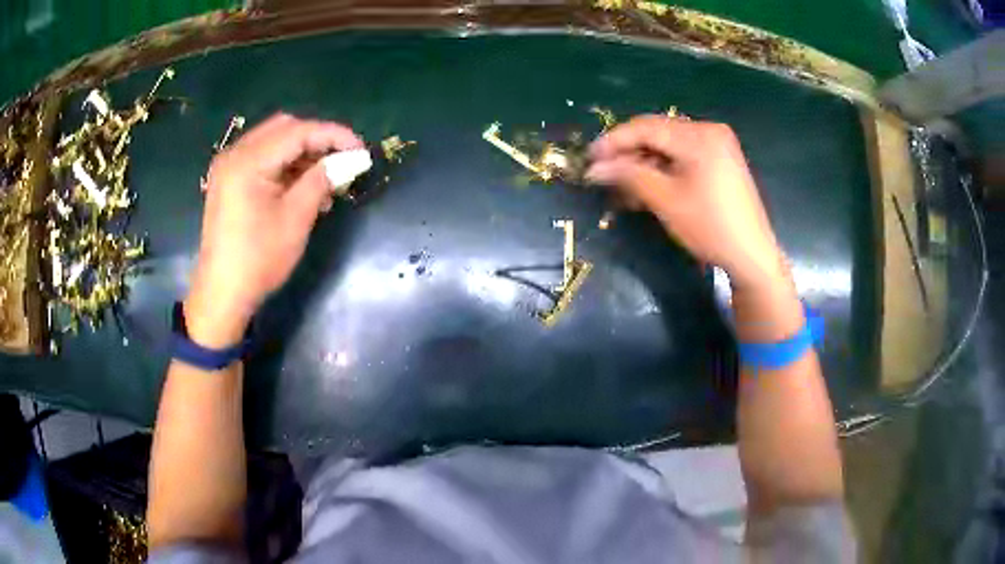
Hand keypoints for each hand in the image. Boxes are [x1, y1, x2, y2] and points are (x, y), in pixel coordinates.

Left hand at [186, 113, 363, 346]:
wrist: (222, 294)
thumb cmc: (258, 259)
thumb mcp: (296, 219)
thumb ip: (321, 179)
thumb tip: (348, 160)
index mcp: (248, 161)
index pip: (298, 132)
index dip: (334, 136)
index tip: (361, 151)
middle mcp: (234, 154)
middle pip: (284, 129)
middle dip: (317, 141)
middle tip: (342, 162)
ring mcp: (228, 167)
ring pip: (274, 142)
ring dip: (302, 154)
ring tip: (325, 181)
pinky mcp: (228, 180)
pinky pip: (262, 159)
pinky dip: (285, 166)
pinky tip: (302, 187)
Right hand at [586, 115, 786, 288]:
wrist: (752, 256)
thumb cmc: (710, 227)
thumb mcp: (666, 200)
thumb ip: (628, 176)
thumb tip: (593, 169)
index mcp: (699, 135)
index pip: (646, 127)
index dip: (614, 141)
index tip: (589, 158)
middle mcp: (709, 131)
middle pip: (657, 133)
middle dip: (628, 153)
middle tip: (603, 173)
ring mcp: (717, 145)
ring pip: (668, 146)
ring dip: (644, 163)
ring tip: (622, 186)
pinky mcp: (721, 161)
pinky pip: (683, 156)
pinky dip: (663, 169)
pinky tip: (646, 186)